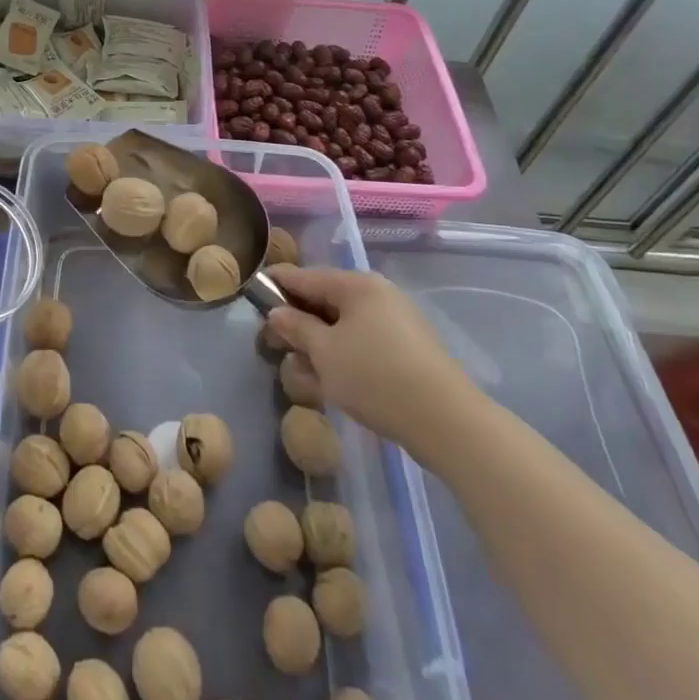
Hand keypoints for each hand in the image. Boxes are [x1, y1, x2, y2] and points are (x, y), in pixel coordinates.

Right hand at [265, 267, 486, 464]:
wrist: (447, 422)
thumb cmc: (376, 377)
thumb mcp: (325, 352)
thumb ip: (296, 327)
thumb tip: (277, 312)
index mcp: (357, 285)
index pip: (305, 277)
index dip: (276, 285)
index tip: (252, 294)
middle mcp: (377, 296)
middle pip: (325, 301)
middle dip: (297, 322)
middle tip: (272, 343)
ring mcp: (396, 324)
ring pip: (343, 327)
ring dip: (318, 345)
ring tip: (298, 372)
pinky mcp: (407, 352)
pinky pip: (362, 345)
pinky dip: (342, 357)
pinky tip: (328, 383)